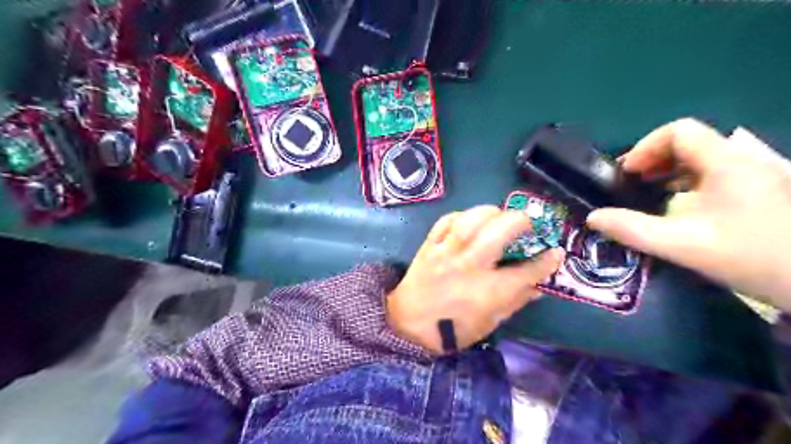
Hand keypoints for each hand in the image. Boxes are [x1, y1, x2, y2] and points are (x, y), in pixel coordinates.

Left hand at [387, 206, 565, 354]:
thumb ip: (515, 302)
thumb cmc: (452, 330)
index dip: (546, 261)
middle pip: (499, 233)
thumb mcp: (490, 323)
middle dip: (520, 221)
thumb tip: (539, 286)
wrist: (408, 324)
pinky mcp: (429, 246)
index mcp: (488, 292)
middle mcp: (469, 267)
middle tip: (528, 222)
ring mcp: (446, 253)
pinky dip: (461, 216)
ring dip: (490, 212)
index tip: (555, 252)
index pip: (526, 272)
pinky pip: (445, 221)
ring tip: (499, 214)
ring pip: (471, 221)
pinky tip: (469, 220)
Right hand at [587, 118, 790, 311]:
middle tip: (632, 184)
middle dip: (654, 159)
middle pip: (690, 142)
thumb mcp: (682, 245)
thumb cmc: (752, 258)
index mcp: (726, 163)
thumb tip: (593, 218)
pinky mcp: (762, 193)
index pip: (680, 131)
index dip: (646, 147)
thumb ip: (632, 229)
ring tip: (649, 194)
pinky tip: (679, 206)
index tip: (628, 174)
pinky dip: (688, 183)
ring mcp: (755, 177)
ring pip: (703, 159)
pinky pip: (715, 174)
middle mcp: (743, 161)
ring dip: (669, 171)